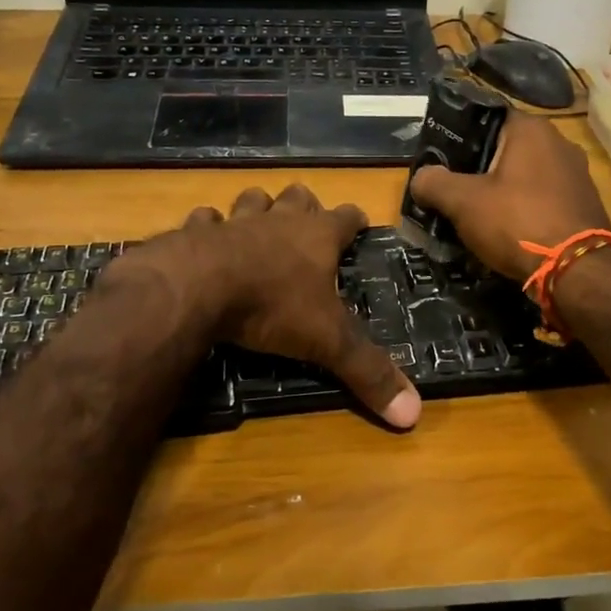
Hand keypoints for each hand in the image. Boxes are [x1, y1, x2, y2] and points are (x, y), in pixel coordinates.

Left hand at [123, 185, 420, 429]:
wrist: (197, 287)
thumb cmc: (272, 306)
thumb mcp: (327, 341)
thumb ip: (368, 371)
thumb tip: (414, 413)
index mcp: (317, 237)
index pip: (346, 217)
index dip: (355, 220)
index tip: (360, 224)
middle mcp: (279, 221)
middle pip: (299, 197)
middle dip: (306, 205)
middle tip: (308, 222)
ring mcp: (235, 222)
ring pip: (253, 200)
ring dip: (259, 208)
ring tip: (260, 223)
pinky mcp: (195, 232)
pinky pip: (204, 220)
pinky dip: (207, 227)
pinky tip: (206, 238)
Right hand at [408, 112, 610, 279]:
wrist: (577, 271)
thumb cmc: (517, 222)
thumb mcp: (463, 202)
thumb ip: (434, 183)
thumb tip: (420, 179)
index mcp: (531, 129)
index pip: (487, 117)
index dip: (459, 135)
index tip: (440, 158)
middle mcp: (560, 143)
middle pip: (506, 148)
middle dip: (478, 168)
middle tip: (451, 189)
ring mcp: (578, 175)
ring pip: (525, 176)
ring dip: (501, 191)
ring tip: (475, 213)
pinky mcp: (585, 205)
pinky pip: (543, 199)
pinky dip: (524, 209)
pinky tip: (507, 231)